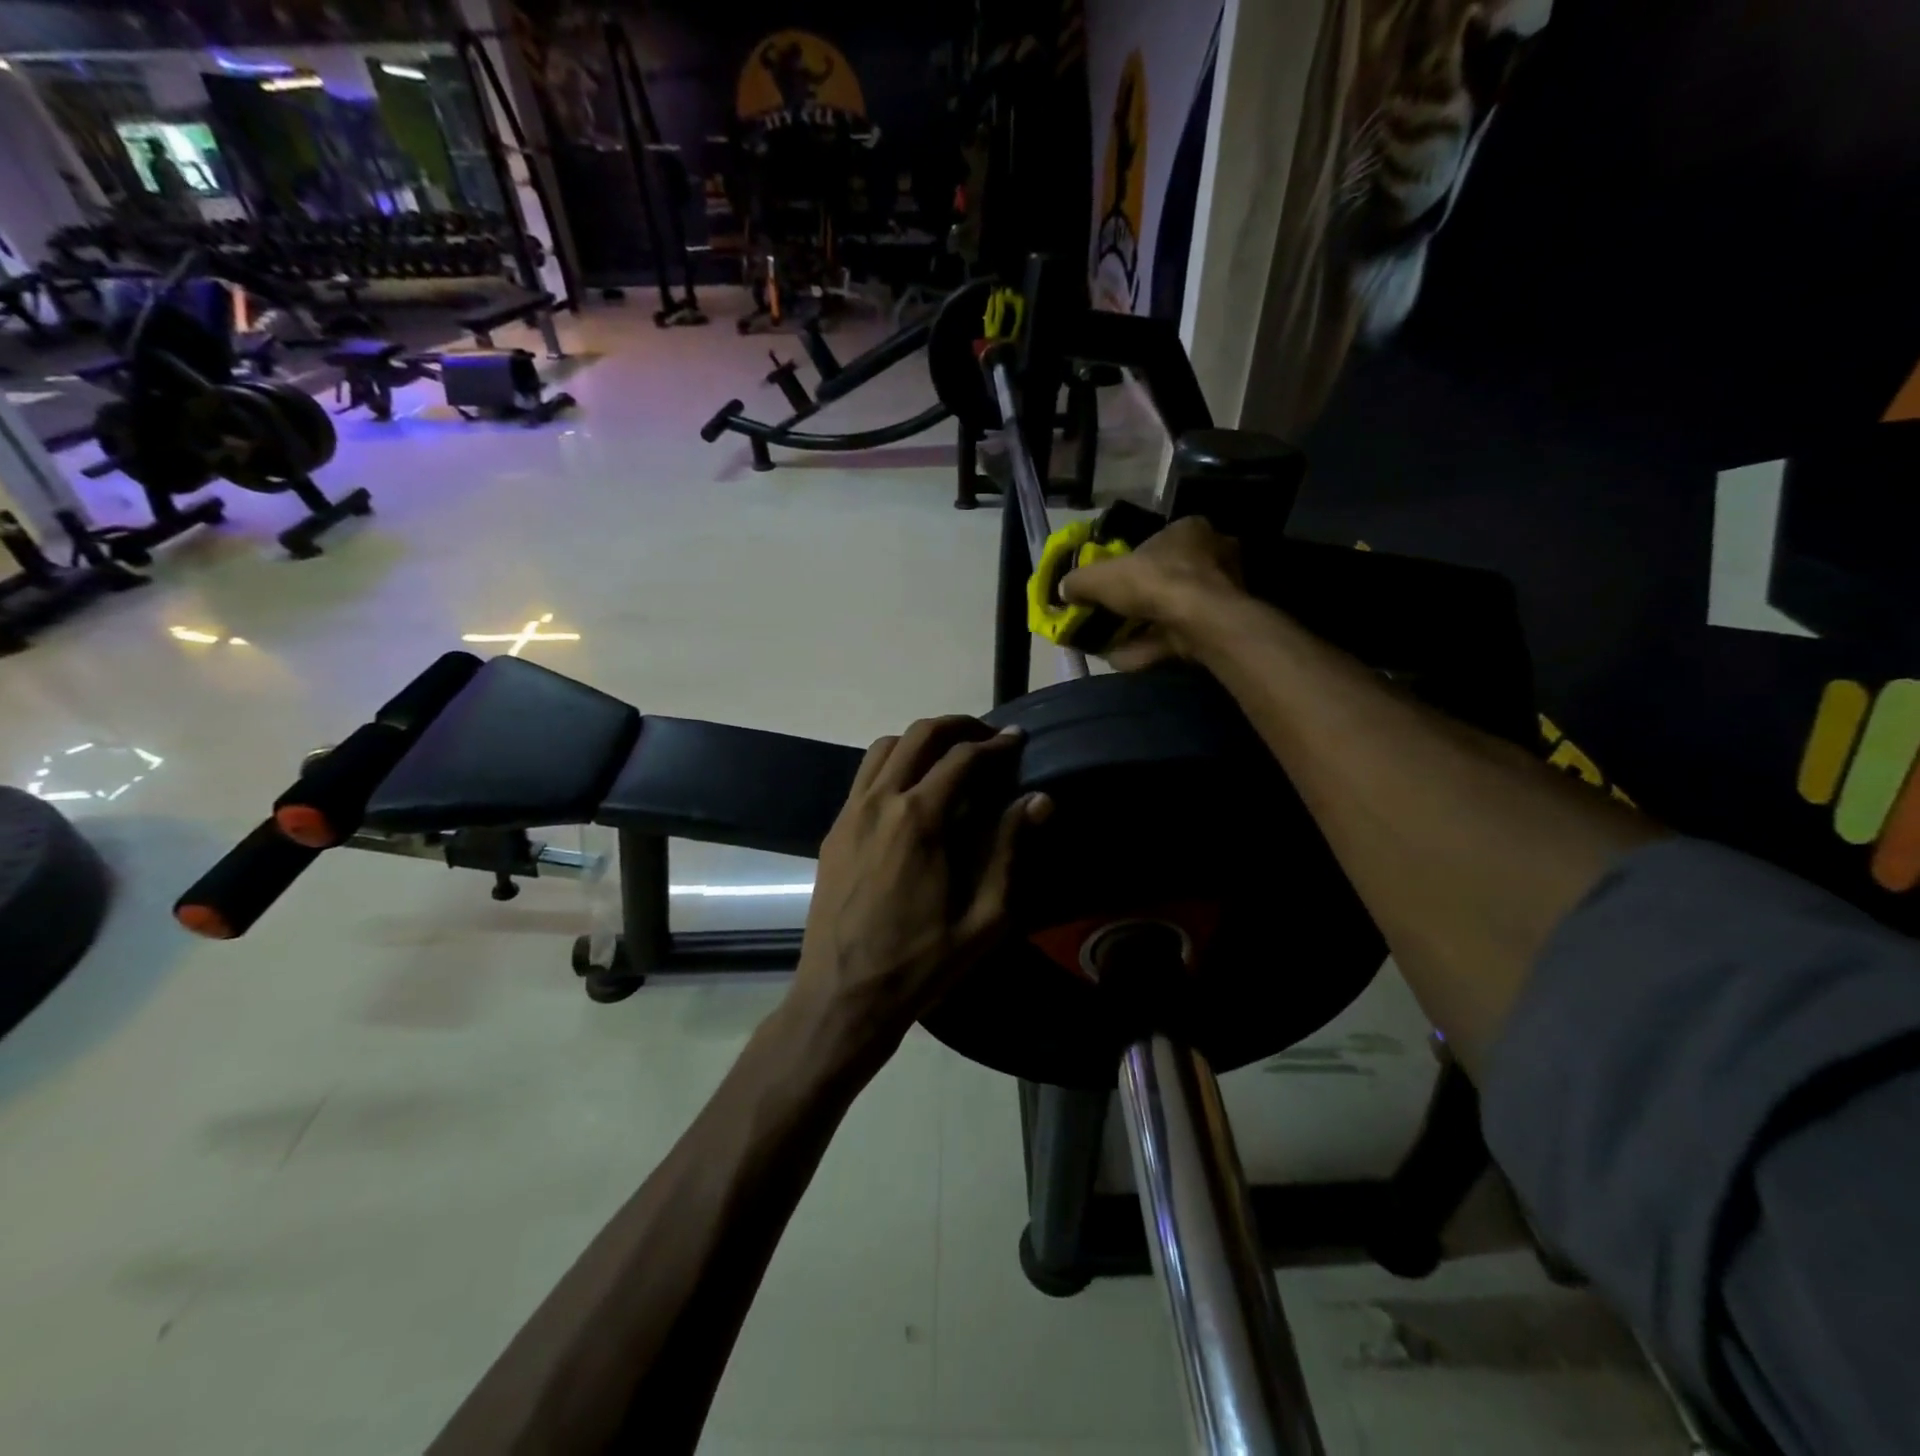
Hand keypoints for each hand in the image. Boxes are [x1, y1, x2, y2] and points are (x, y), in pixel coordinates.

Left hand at [784, 717, 1051, 1075]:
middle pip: (918, 735)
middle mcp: (880, 802)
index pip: (961, 757)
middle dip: (957, 726)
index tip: (1018, 739)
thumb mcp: (983, 919)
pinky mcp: (833, 831)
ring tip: (949, 757)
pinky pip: (864, 777)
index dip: (995, 744)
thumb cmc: (920, 965)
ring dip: (920, 740)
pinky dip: (892, 764)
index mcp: (919, 820)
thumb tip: (1038, 800)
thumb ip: (1009, 851)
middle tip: (986, 738)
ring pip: (884, 748)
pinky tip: (911, 790)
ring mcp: (850, 814)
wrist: (842, 998)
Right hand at [1060, 516, 1246, 667]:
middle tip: (1111, 614)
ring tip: (1111, 643)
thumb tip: (1064, 588)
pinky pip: (1178, 636)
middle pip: (1166, 578)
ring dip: (1142, 628)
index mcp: (1189, 530)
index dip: (1132, 561)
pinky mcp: (1219, 626)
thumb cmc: (1155, 582)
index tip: (1112, 581)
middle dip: (1138, 599)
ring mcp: (1221, 594)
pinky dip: (1150, 647)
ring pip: (1172, 611)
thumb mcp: (1102, 576)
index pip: (1158, 541)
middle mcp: (1212, 556)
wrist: (1199, 622)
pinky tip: (1124, 659)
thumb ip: (1080, 581)